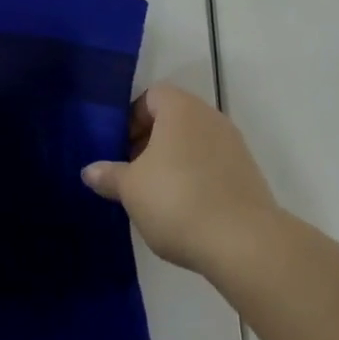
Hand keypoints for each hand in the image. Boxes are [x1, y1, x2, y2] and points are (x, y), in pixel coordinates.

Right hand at [82, 85, 277, 275]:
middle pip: (173, 119)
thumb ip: (109, 175)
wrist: (244, 243)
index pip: (151, 96)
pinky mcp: (248, 174)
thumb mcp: (131, 189)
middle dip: (149, 142)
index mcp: (180, 108)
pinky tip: (184, 210)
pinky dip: (196, 178)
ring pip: (193, 143)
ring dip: (173, 162)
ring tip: (155, 196)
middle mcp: (210, 117)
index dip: (131, 118)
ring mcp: (233, 145)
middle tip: (132, 173)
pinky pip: (212, 165)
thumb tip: (90, 171)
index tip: (119, 149)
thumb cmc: (177, 200)